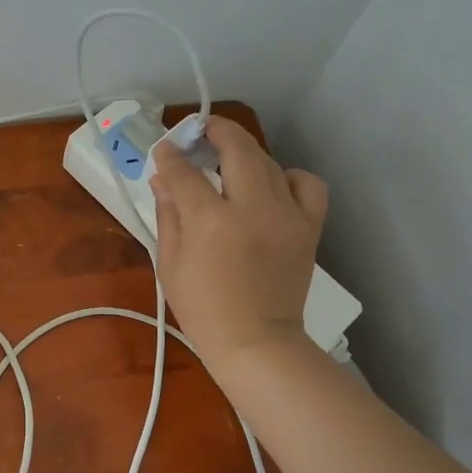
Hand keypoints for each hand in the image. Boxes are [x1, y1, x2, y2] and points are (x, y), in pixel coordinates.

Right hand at [148, 117, 328, 376]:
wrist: (256, 342)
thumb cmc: (203, 308)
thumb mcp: (170, 263)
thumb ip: (167, 214)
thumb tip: (162, 177)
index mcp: (210, 221)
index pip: (185, 172)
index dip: (170, 156)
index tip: (164, 150)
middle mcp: (251, 208)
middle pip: (237, 149)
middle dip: (216, 131)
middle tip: (202, 130)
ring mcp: (286, 215)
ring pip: (268, 162)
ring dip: (246, 153)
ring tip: (230, 159)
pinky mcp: (308, 227)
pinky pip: (307, 185)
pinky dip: (290, 176)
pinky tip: (273, 184)